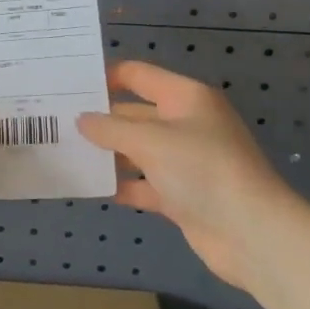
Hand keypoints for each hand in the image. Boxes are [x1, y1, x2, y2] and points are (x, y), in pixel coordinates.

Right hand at [78, 61, 302, 291]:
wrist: (252, 233)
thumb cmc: (202, 170)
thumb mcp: (151, 141)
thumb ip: (111, 129)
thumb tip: (81, 119)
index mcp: (185, 97)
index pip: (139, 75)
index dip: (106, 76)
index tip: (69, 83)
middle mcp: (186, 123)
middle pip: (136, 113)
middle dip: (101, 118)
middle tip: (57, 121)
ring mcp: (186, 161)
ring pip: (139, 150)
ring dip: (109, 153)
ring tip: (66, 152)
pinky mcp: (183, 195)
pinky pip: (145, 183)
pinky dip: (124, 184)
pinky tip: (93, 187)